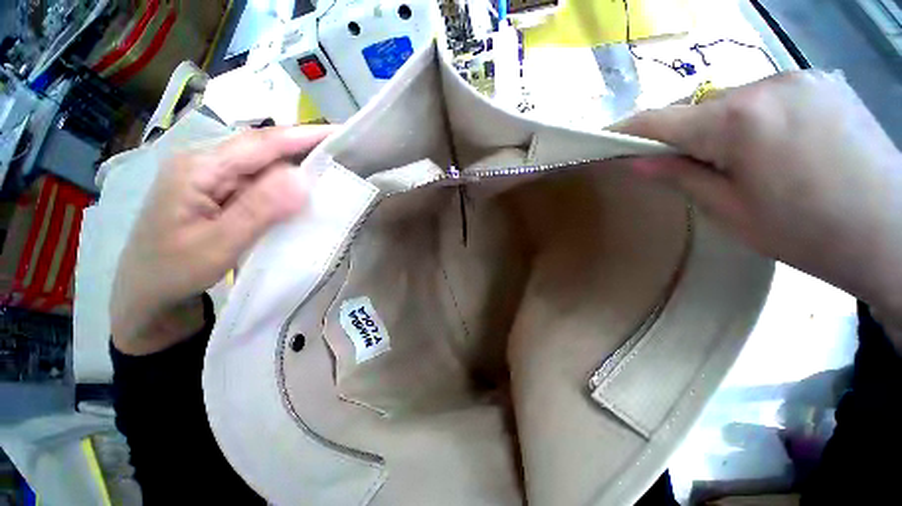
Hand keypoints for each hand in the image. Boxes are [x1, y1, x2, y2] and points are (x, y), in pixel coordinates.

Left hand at [111, 125, 336, 354]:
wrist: (146, 291)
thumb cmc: (173, 271)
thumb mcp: (216, 245)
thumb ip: (258, 210)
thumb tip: (303, 179)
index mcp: (199, 168)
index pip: (261, 143)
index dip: (304, 136)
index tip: (341, 132)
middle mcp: (205, 162)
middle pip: (263, 147)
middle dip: (305, 146)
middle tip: (344, 152)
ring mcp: (212, 176)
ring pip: (263, 163)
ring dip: (297, 164)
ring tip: (332, 167)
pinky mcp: (219, 189)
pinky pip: (259, 179)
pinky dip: (285, 182)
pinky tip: (303, 189)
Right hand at [613, 71, 901, 331]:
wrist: (895, 234)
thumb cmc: (808, 233)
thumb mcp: (730, 211)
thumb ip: (681, 178)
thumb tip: (637, 162)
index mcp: (739, 121)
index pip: (660, 119)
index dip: (626, 129)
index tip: (603, 137)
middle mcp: (766, 85)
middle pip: (698, 107)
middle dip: (683, 134)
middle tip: (688, 168)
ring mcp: (799, 78)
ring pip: (733, 100)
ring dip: (721, 127)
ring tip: (741, 163)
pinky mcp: (821, 83)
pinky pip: (766, 97)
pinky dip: (753, 119)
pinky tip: (775, 147)